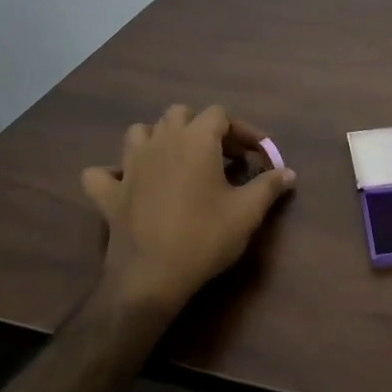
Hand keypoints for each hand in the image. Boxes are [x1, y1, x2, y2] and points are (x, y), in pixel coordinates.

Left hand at [81, 105, 294, 311]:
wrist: (152, 277)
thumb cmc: (205, 237)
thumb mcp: (248, 212)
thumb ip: (269, 186)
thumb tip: (288, 173)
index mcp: (195, 140)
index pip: (220, 115)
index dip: (242, 131)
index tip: (258, 155)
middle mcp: (160, 142)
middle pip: (180, 114)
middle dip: (202, 127)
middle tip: (222, 156)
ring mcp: (129, 166)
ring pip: (140, 132)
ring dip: (159, 139)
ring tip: (178, 161)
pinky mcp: (108, 194)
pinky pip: (102, 173)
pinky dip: (115, 174)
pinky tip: (129, 185)